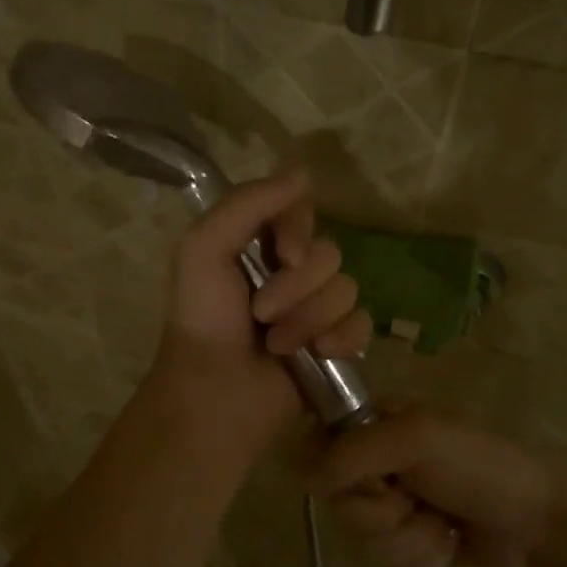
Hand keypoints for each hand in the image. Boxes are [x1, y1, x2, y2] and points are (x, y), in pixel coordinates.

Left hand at [149, 170, 371, 451]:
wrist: (216, 393)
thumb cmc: (204, 319)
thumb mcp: (204, 248)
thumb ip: (248, 203)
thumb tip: (304, 173)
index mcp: (259, 245)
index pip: (302, 213)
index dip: (297, 231)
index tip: (282, 254)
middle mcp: (291, 273)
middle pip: (329, 254)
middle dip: (297, 287)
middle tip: (261, 314)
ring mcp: (316, 310)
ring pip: (347, 289)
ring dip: (310, 319)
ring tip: (278, 345)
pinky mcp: (335, 345)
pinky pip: (362, 324)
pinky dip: (341, 338)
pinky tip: (319, 354)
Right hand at [302, 410, 566, 566]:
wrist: (539, 519)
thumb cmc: (479, 464)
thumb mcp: (417, 440)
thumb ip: (354, 452)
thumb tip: (299, 476)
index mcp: (371, 425)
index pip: (317, 451)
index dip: (338, 474)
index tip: (373, 477)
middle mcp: (374, 464)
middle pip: (339, 505)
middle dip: (382, 514)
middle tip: (417, 499)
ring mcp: (391, 506)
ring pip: (361, 540)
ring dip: (407, 540)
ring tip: (441, 524)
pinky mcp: (407, 543)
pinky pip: (385, 564)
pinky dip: (420, 559)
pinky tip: (447, 544)